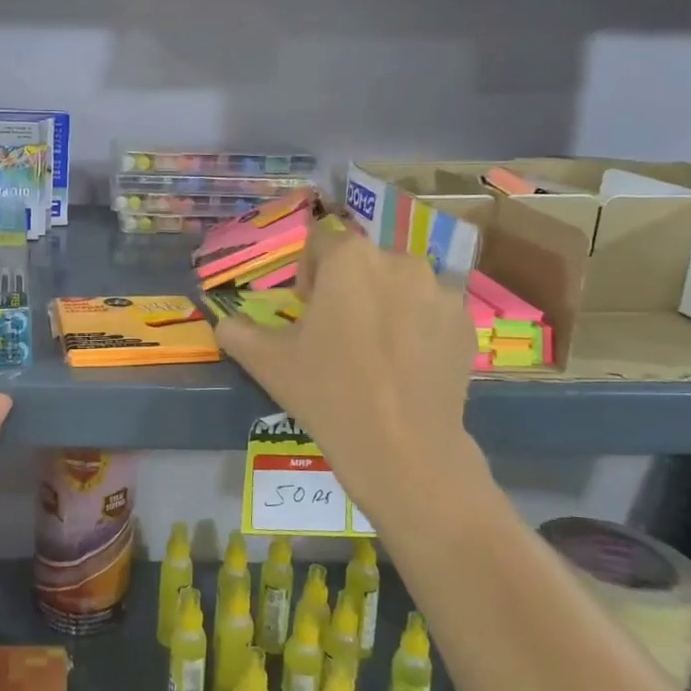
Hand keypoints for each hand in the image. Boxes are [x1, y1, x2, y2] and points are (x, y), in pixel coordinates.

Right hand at [214, 220, 480, 524]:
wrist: (403, 448)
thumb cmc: (328, 393)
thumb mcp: (267, 362)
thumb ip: (236, 331)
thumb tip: (225, 322)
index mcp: (350, 259)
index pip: (320, 242)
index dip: (307, 274)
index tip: (306, 313)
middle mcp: (400, 260)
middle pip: (363, 261)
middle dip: (347, 288)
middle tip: (336, 335)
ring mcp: (440, 291)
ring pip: (399, 284)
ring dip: (383, 303)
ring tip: (374, 352)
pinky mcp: (465, 322)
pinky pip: (430, 310)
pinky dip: (416, 326)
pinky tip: (404, 366)